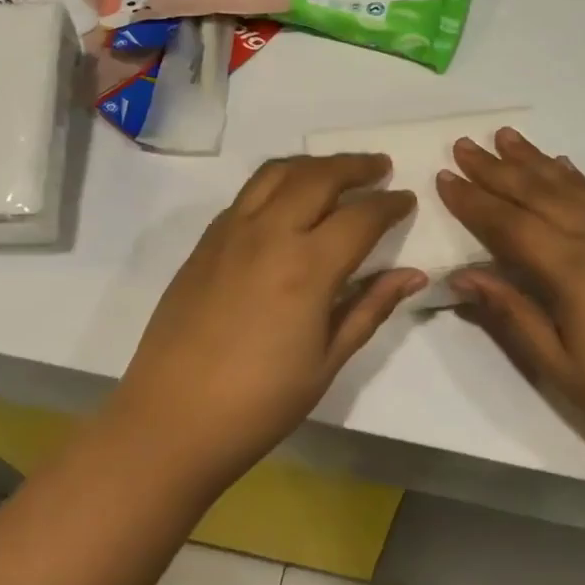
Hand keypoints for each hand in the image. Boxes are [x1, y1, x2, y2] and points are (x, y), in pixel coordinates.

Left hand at [109, 154, 425, 488]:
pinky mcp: (205, 243)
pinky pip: (247, 194)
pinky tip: (287, 201)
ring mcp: (230, 233)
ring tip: (335, 171)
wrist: (172, 419)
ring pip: (277, 173)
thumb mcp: (328, 361)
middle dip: (355, 166)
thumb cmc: (260, 402)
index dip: (389, 205)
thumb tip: (412, 274)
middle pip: (319, 177)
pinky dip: (276, 183)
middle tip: (380, 167)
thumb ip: (370, 308)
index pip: (360, 216)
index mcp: (307, 268)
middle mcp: (269, 235)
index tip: (406, 200)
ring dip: (313, 165)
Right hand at [438, 128, 584, 475]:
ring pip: (572, 187)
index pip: (510, 224)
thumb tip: (463, 275)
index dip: (474, 201)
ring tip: (507, 137)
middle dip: (497, 168)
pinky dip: (577, 178)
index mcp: (573, 270)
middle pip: (538, 194)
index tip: (444, 177)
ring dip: (536, 161)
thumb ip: (511, 314)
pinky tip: (565, 167)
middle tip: (464, 144)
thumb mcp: (559, 366)